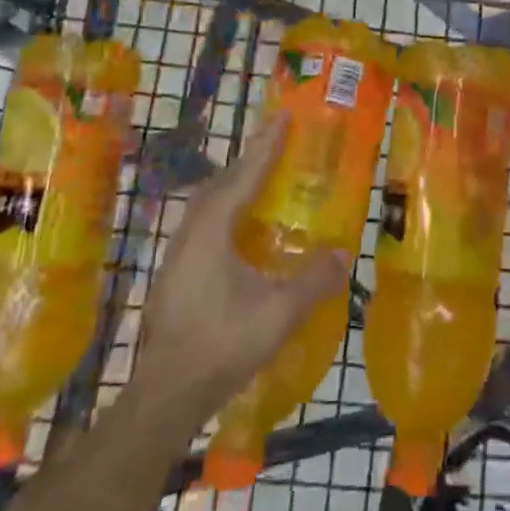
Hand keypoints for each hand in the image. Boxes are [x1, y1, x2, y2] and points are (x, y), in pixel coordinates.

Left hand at [128, 116, 346, 432]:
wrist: (166, 394)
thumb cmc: (222, 344)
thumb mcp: (279, 313)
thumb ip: (313, 281)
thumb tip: (343, 253)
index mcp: (212, 231)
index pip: (244, 177)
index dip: (266, 147)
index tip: (281, 116)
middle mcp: (189, 234)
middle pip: (220, 185)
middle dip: (248, 162)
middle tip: (275, 147)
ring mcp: (176, 256)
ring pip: (206, 207)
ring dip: (233, 187)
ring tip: (259, 183)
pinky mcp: (173, 277)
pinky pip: (203, 227)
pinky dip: (224, 213)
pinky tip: (239, 235)